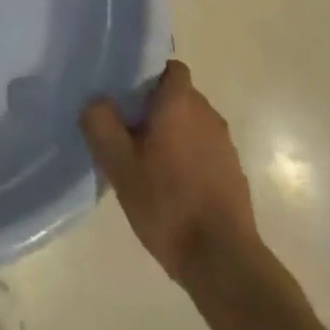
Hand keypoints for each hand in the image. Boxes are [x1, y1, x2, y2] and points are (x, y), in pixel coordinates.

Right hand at [80, 61, 260, 289]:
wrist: (224, 262)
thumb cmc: (168, 204)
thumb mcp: (119, 165)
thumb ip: (100, 124)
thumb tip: (94, 101)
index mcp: (180, 101)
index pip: (167, 67)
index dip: (146, 76)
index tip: (126, 96)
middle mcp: (207, 113)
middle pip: (178, 95)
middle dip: (155, 108)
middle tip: (128, 132)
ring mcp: (225, 144)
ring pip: (192, 124)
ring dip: (173, 135)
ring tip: (148, 163)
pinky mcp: (234, 173)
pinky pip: (205, 151)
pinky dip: (189, 159)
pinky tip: (173, 188)